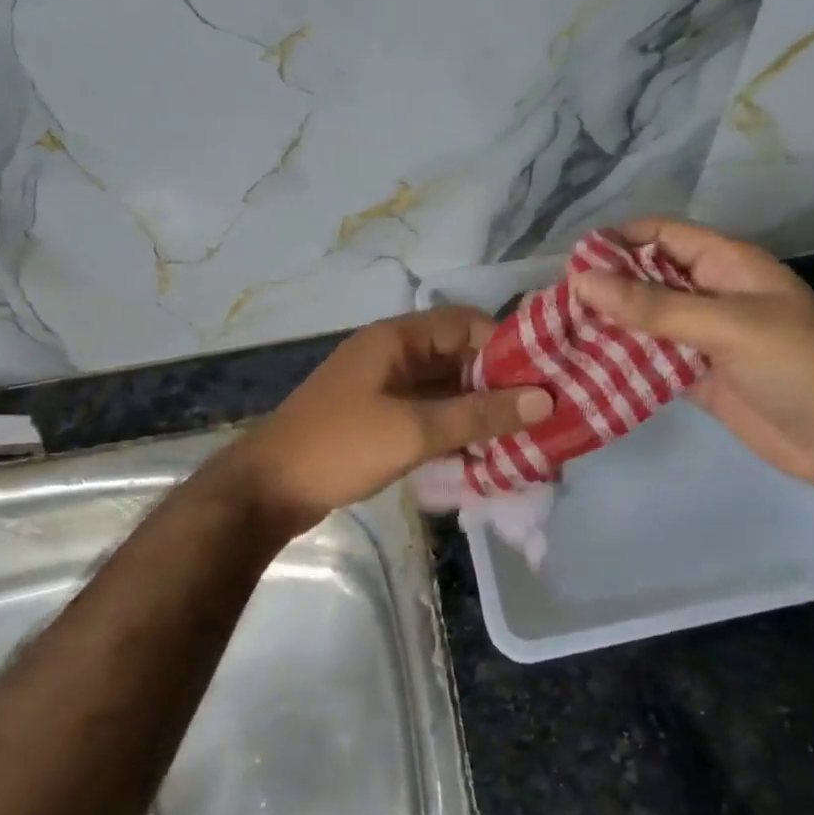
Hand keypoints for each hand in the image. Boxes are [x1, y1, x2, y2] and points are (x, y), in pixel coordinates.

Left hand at [224, 306, 553, 531]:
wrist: (267, 490)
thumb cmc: (340, 447)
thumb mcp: (414, 430)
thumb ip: (479, 414)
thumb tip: (546, 399)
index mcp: (396, 339)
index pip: (465, 324)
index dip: (505, 346)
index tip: (541, 378)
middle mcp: (392, 355)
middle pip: (458, 357)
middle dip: (497, 384)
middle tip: (540, 413)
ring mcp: (384, 388)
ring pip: (445, 389)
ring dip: (478, 410)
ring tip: (522, 437)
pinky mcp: (379, 419)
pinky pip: (428, 414)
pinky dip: (454, 428)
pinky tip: (483, 454)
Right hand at [572, 218, 813, 486]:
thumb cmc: (796, 364)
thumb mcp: (725, 324)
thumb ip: (653, 306)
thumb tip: (582, 280)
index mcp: (725, 264)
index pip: (662, 235)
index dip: (618, 241)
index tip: (570, 262)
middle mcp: (710, 295)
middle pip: (647, 279)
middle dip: (605, 288)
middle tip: (553, 305)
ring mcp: (703, 339)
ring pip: (645, 323)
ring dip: (607, 328)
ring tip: (557, 337)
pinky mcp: (697, 378)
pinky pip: (651, 363)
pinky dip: (622, 365)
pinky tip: (585, 370)